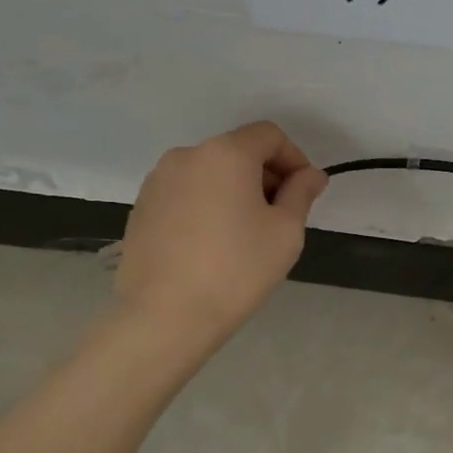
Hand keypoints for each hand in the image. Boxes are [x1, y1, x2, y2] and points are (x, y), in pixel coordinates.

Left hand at [116, 122, 328, 348]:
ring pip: (210, 173)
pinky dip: (207, 205)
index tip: (305, 193)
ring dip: (234, 190)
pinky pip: (186, 193)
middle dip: (265, 175)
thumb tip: (311, 175)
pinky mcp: (142, 207)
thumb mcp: (285, 231)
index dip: (294, 158)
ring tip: (244, 234)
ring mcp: (158, 181)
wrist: (164, 317)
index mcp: (226, 153)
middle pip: (238, 151)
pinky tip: (212, 244)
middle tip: (280, 217)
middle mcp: (187, 155)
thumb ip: (301, 193)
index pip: (269, 135)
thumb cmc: (236, 270)